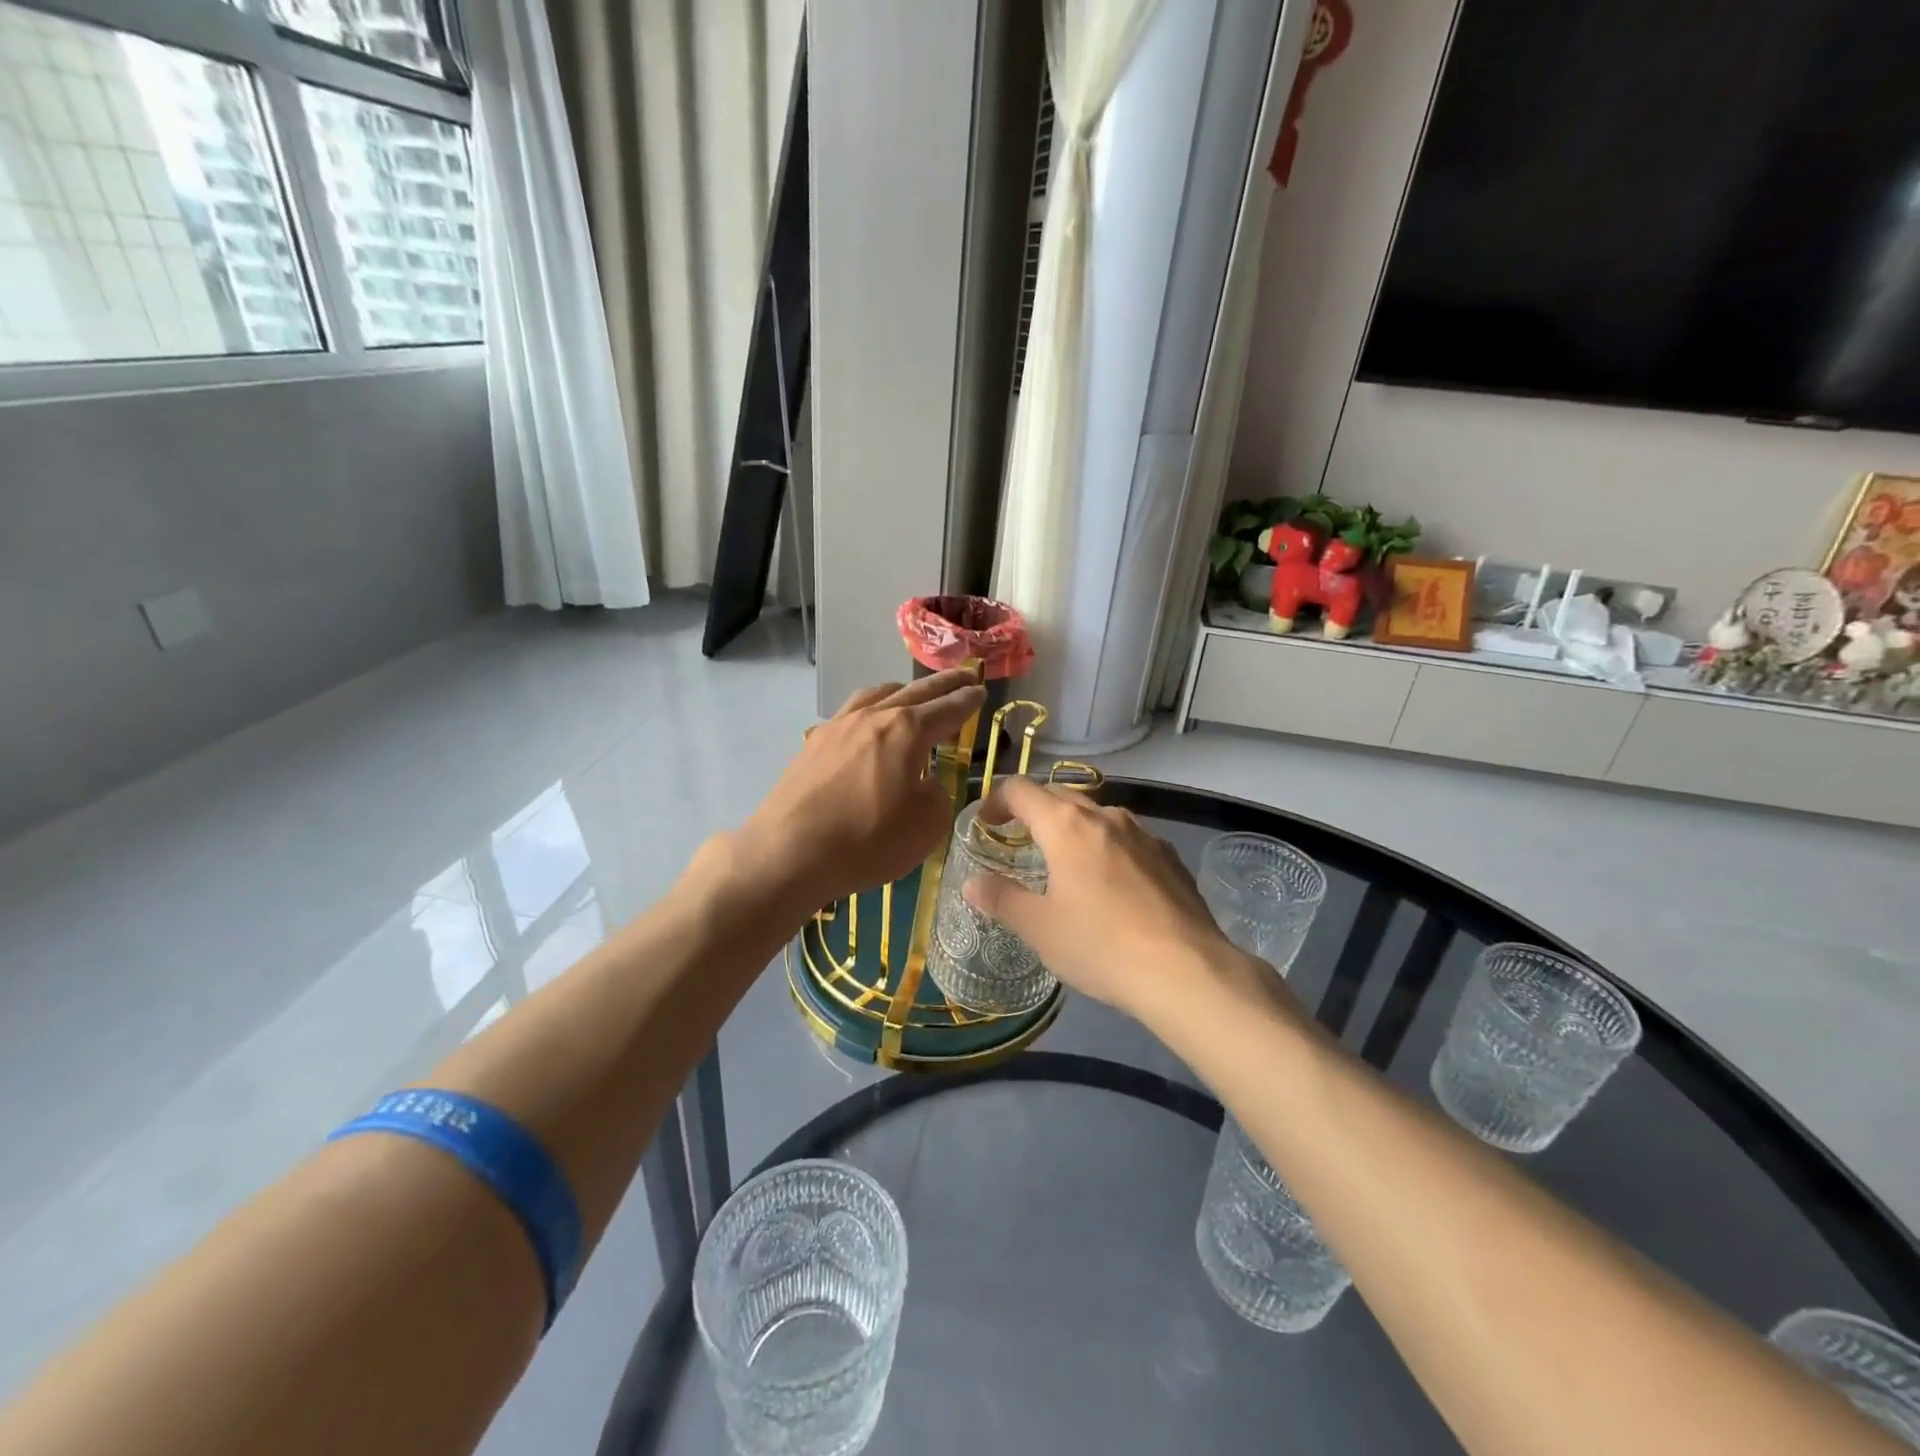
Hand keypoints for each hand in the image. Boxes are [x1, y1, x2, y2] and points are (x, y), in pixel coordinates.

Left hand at [738, 670, 985, 906]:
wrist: (790, 851)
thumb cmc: (868, 839)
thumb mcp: (926, 825)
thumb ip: (937, 795)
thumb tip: (926, 782)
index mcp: (907, 730)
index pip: (948, 708)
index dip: (968, 701)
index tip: (981, 691)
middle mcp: (873, 716)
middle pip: (916, 691)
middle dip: (944, 684)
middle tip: (964, 676)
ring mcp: (838, 726)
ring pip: (877, 694)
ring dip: (903, 691)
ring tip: (913, 694)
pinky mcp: (813, 744)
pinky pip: (849, 713)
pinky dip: (870, 710)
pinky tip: (865, 724)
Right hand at [962, 777, 1261, 1024]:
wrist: (1187, 971)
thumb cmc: (1100, 946)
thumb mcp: (1039, 928)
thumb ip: (1001, 899)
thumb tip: (972, 883)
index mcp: (1067, 826)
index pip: (1021, 790)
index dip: (996, 800)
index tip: (986, 824)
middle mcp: (1106, 817)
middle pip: (1060, 796)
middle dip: (1034, 811)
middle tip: (1019, 841)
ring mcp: (1144, 834)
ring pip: (1098, 816)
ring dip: (1073, 828)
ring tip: (1066, 863)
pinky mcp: (1170, 857)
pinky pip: (1128, 839)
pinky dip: (1107, 848)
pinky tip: (1112, 885)